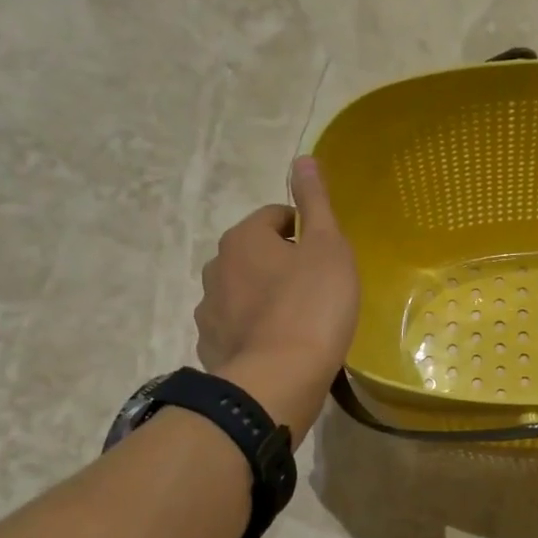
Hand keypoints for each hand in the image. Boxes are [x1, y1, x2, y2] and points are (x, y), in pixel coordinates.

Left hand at [195, 157, 359, 446]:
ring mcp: (209, 311)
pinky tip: (281, 348)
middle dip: (281, 265)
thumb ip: (315, 203)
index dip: (304, 230)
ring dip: (266, 298)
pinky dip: (256, 331)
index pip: (274, 217)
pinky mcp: (212, 347)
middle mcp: (216, 268)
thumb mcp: (328, 248)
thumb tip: (302, 158)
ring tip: (299, 323)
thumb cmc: (312, 307)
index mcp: (243, 238)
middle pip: (255, 255)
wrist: (278, 379)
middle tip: (317, 289)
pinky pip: (238, 328)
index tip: (326, 256)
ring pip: (242, 292)